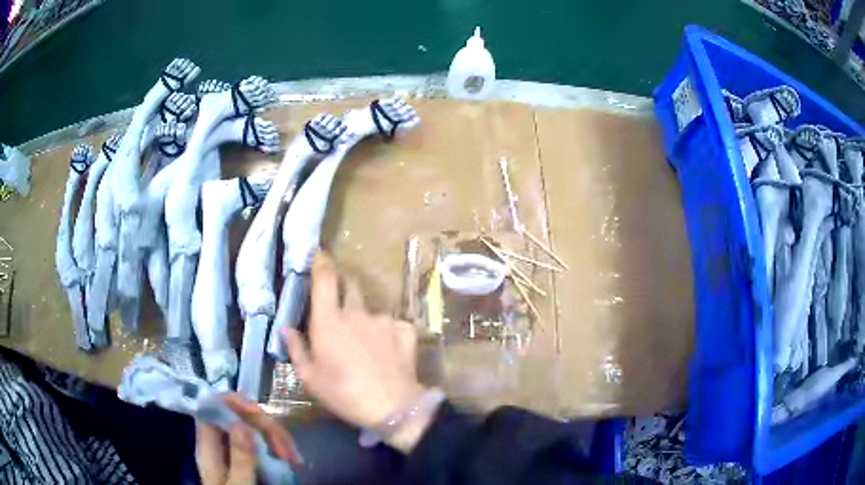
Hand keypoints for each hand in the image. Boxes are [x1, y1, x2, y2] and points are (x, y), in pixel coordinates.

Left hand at [196, 393, 301, 484]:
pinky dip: (281, 447)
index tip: (257, 412)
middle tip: (286, 449)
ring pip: (255, 428)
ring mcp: (238, 452)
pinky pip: (266, 443)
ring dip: (277, 437)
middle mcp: (222, 444)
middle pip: (238, 416)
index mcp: (209, 448)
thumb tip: (240, 423)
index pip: (211, 409)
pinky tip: (293, 459)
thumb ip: (239, 458)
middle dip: (264, 425)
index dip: (230, 402)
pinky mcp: (253, 460)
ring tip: (294, 458)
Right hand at [283, 252, 429, 445]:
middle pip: (350, 286)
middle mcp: (357, 312)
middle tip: (339, 310)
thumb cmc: (344, 394)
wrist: (393, 406)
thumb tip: (286, 329)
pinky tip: (387, 352)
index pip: (324, 279)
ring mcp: (384, 319)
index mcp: (329, 321)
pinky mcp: (405, 329)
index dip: (321, 262)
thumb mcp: (311, 378)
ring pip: (371, 310)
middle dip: (343, 289)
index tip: (319, 254)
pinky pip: (392, 324)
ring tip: (365, 346)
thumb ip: (296, 349)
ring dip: (365, 320)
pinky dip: (387, 333)